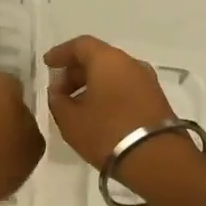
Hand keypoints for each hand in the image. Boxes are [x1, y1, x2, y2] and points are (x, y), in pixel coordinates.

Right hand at [43, 35, 179, 169]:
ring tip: (76, 106)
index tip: (47, 64)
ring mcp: (147, 81)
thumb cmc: (107, 133)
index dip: (61, 53)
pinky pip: (125, 87)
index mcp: (108, 59)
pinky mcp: (156, 99)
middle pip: (98, 58)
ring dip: (92, 85)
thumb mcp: (70, 120)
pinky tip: (97, 114)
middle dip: (75, 72)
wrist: (158, 161)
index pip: (80, 45)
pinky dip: (108, 94)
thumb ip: (58, 101)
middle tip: (59, 92)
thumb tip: (59, 93)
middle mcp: (130, 63)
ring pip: (113, 74)